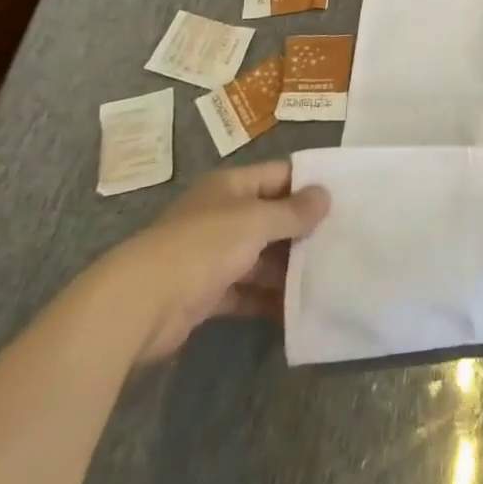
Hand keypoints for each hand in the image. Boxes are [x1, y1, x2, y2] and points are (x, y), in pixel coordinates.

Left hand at [93, 161, 329, 360]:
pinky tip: (297, 308)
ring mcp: (211, 256)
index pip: (278, 175)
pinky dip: (267, 299)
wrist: (139, 306)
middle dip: (302, 229)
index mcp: (230, 187)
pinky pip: (245, 292)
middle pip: (270, 217)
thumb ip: (293, 212)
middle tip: (343, 239)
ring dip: (287, 268)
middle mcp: (221, 215)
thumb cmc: (203, 246)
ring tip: (327, 275)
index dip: (308, 183)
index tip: (344, 196)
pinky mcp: (204, 294)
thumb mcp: (256, 221)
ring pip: (259, 256)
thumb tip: (325, 196)